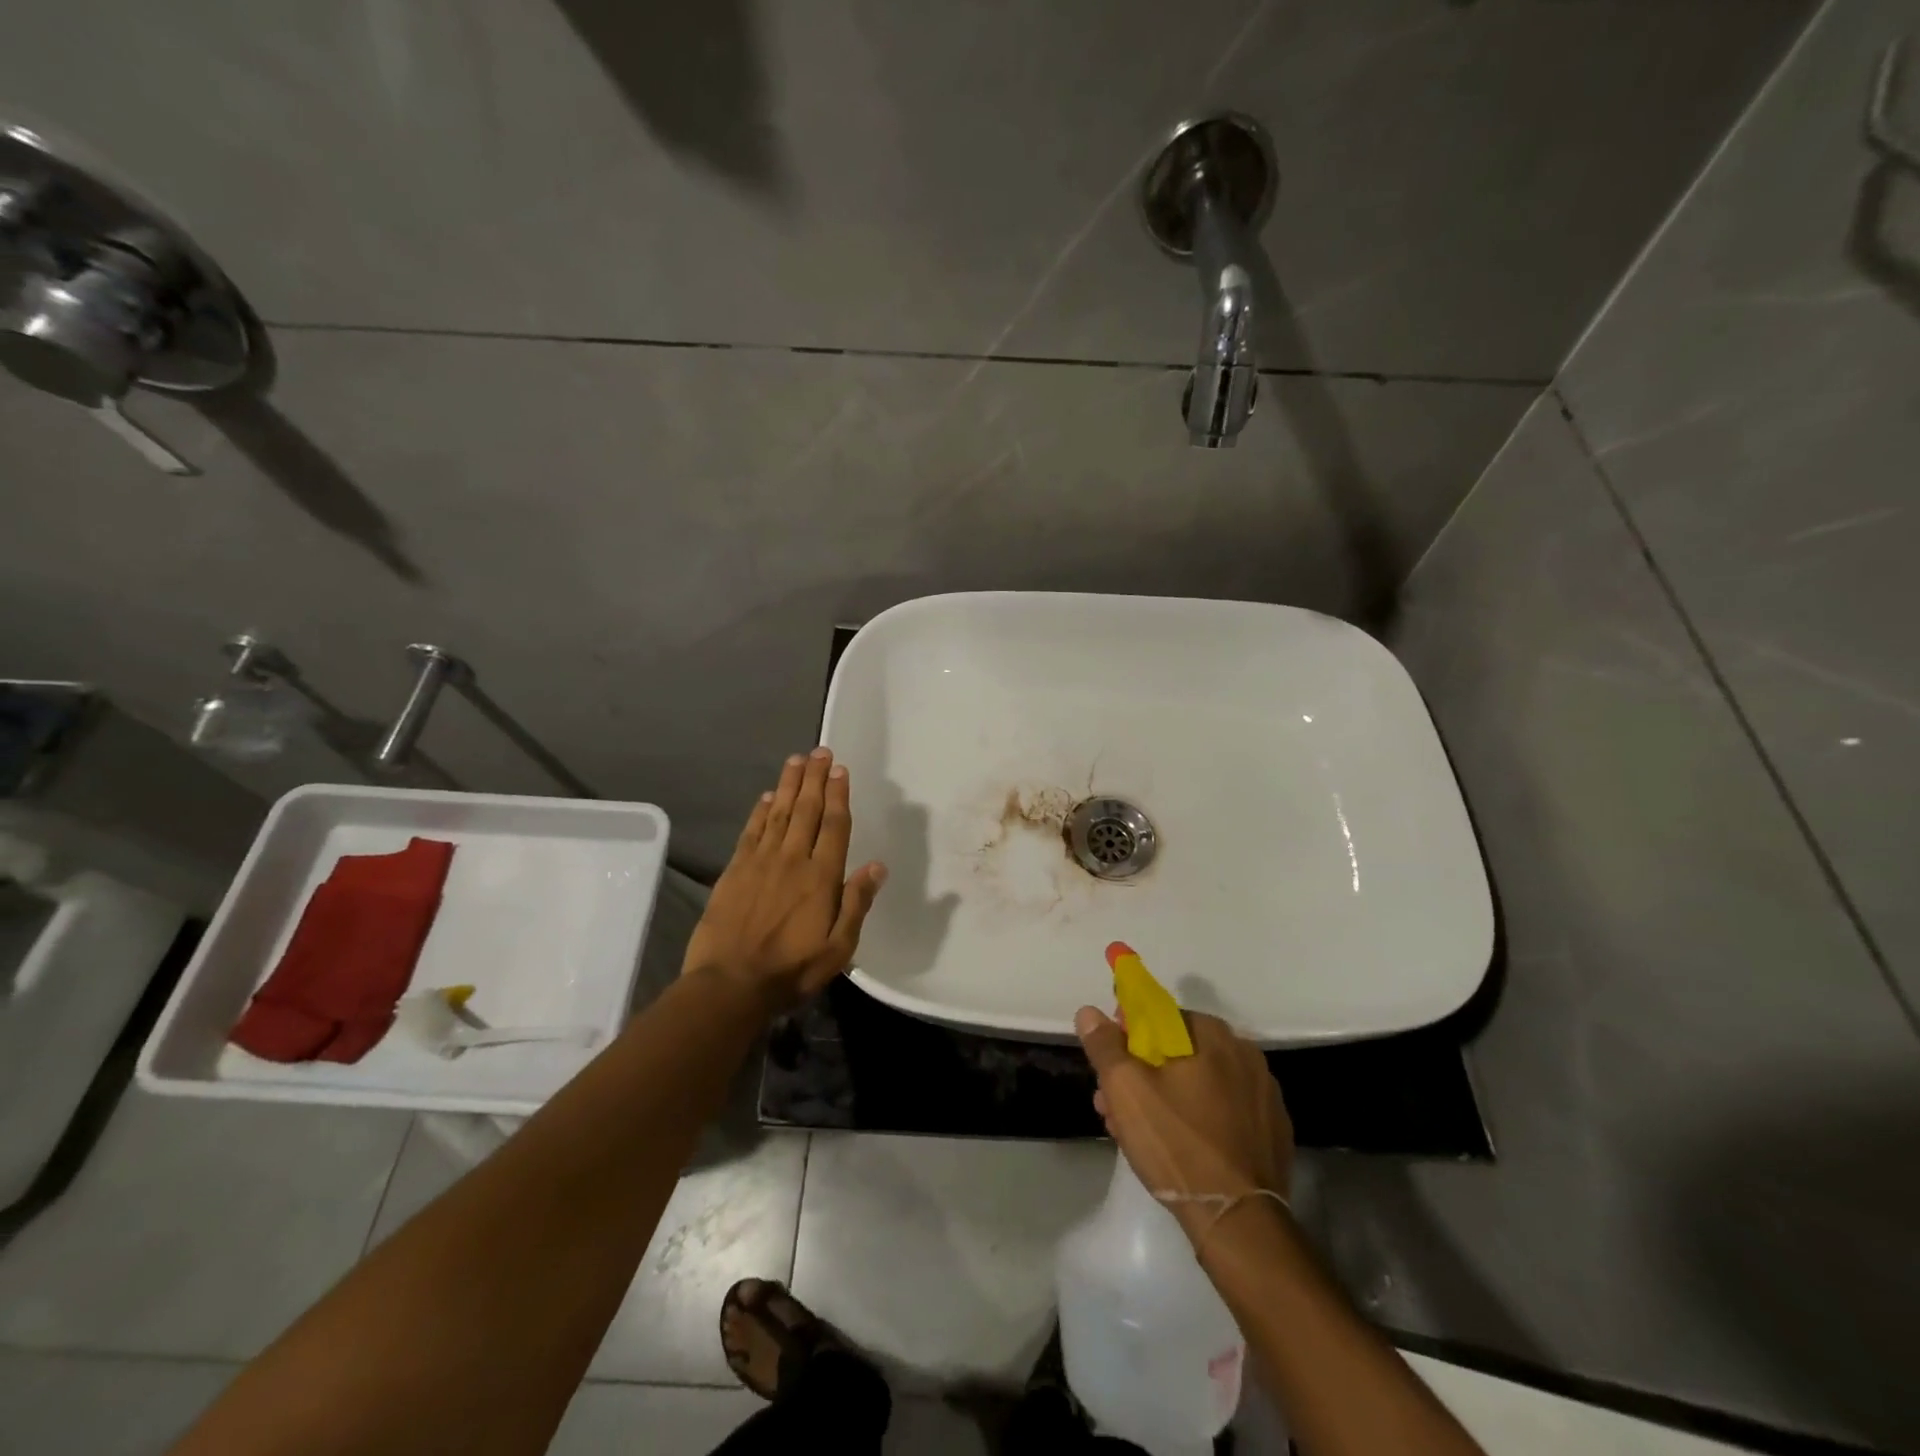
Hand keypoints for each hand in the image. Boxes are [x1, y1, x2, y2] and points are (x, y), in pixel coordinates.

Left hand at [683, 748, 886, 1010]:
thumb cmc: (791, 970)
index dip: (839, 795)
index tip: (841, 770)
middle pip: (807, 810)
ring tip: (797, 760)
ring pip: (779, 813)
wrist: (729, 984)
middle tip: (821, 751)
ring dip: (790, 784)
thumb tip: (877, 866)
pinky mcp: (735, 870)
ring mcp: (760, 862)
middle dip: (816, 778)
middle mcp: (792, 859)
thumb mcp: (838, 948)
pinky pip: (752, 831)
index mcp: (821, 877)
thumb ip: (857, 904)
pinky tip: (768, 796)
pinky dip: (761, 810)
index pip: (834, 826)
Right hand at [1075, 1005, 1292, 1242]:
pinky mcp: (1273, 1132)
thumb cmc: (1177, 1144)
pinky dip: (1199, 1119)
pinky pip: (1225, 1111)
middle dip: (1142, 1073)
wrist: (1238, 1221)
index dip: (1128, 1035)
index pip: (1161, 1017)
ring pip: (1200, 1084)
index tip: (1110, 1062)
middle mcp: (1245, 1054)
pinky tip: (1178, 1148)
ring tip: (1136, 1133)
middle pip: (1179, 1052)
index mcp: (1214, 1035)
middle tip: (1114, 1105)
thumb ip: (1105, 1045)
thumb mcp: (1126, 1090)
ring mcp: (1264, 1095)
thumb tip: (1089, 1012)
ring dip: (1166, 1097)